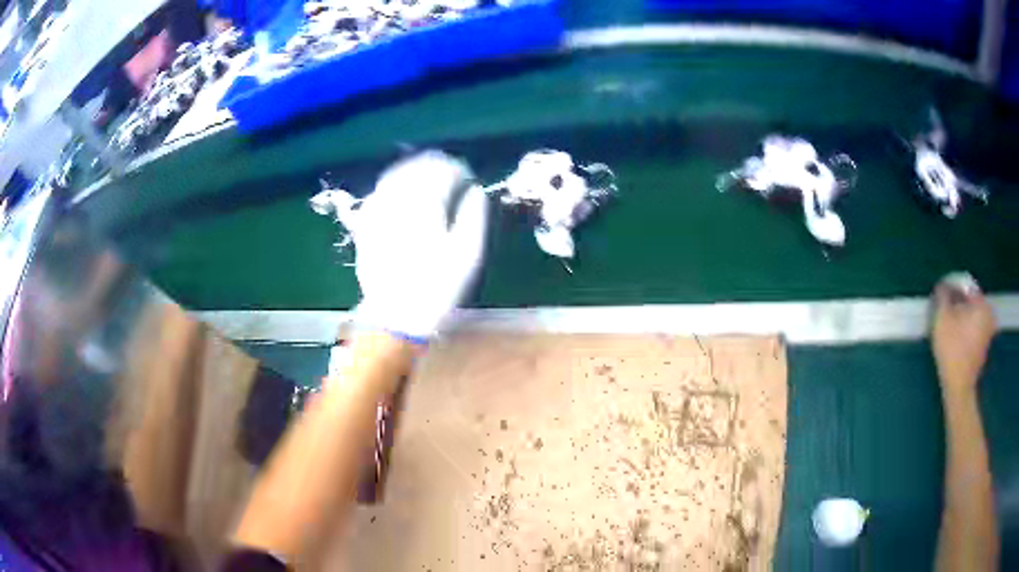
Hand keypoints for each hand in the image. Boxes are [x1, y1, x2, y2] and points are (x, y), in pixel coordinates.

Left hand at [349, 151, 488, 341]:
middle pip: (416, 168)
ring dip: (414, 171)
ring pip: (395, 176)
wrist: (396, 317)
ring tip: (428, 177)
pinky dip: (394, 186)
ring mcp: (378, 212)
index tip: (467, 176)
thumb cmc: (437, 288)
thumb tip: (474, 191)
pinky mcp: (366, 225)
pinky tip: (402, 193)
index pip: (441, 171)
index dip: (457, 169)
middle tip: (449, 173)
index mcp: (425, 206)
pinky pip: (379, 193)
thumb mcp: (468, 255)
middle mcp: (398, 201)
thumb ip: (474, 215)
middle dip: (435, 165)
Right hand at [932, 273, 996, 391]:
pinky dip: (964, 330)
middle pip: (969, 301)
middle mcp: (989, 314)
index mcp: (982, 303)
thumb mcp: (942, 318)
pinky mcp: (983, 348)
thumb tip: (942, 286)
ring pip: (971, 316)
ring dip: (959, 317)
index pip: (965, 285)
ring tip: (946, 325)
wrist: (958, 389)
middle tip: (943, 310)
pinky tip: (954, 339)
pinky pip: (973, 331)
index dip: (951, 288)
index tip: (940, 296)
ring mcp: (988, 333)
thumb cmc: (952, 350)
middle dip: (956, 303)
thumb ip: (942, 296)